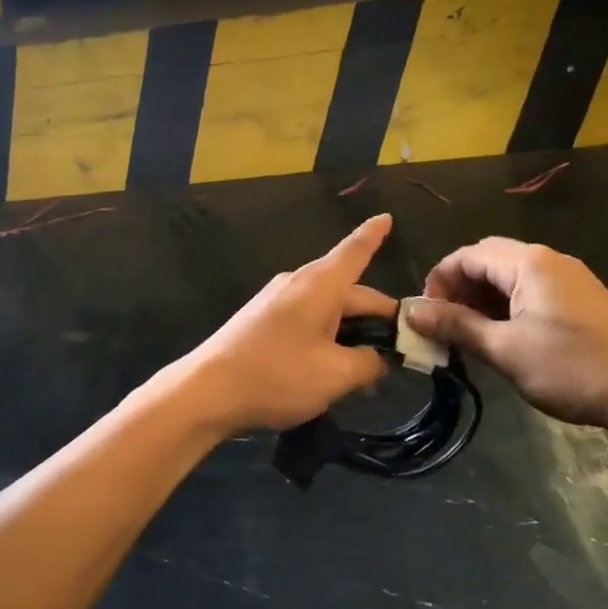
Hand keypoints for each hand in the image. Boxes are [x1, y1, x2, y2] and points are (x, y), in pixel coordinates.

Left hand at [167, 214, 396, 435]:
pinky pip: (308, 320)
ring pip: (329, 309)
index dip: (374, 236)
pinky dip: (328, 338)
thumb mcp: (334, 375)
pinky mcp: (263, 319)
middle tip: (401, 354)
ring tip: (369, 370)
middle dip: (377, 319)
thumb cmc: (276, 375)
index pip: (355, 251)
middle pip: (349, 291)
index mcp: (320, 285)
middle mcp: (299, 283)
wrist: (207, 391)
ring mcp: (277, 300)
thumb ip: (368, 363)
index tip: (387, 217)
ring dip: (352, 334)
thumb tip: (381, 358)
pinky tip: (333, 368)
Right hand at [406, 237, 607, 436]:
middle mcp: (549, 260)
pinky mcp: (581, 299)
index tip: (426, 314)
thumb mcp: (505, 350)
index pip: (468, 255)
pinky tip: (504, 336)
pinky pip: (532, 289)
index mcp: (529, 263)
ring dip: (483, 298)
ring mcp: (569, 278)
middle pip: (489, 260)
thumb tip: (411, 311)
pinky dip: (508, 306)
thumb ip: (456, 326)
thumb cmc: (572, 369)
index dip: (440, 280)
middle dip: (460, 287)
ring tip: (470, 335)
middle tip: (445, 324)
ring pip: (510, 276)